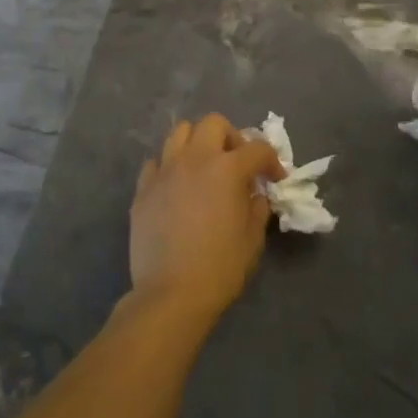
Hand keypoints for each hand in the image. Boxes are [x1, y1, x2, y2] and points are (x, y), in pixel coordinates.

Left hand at [129, 115, 284, 318]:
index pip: (258, 149)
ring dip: (197, 143)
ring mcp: (164, 171)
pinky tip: (176, 187)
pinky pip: (156, 163)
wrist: (171, 294)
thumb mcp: (253, 239)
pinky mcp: (143, 189)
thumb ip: (257, 207)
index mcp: (227, 169)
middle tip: (237, 163)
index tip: (275, 178)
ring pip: (180, 133)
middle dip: (231, 137)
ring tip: (204, 167)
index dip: (272, 161)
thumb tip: (254, 194)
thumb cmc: (220, 268)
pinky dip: (169, 167)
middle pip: (214, 123)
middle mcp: (194, 159)